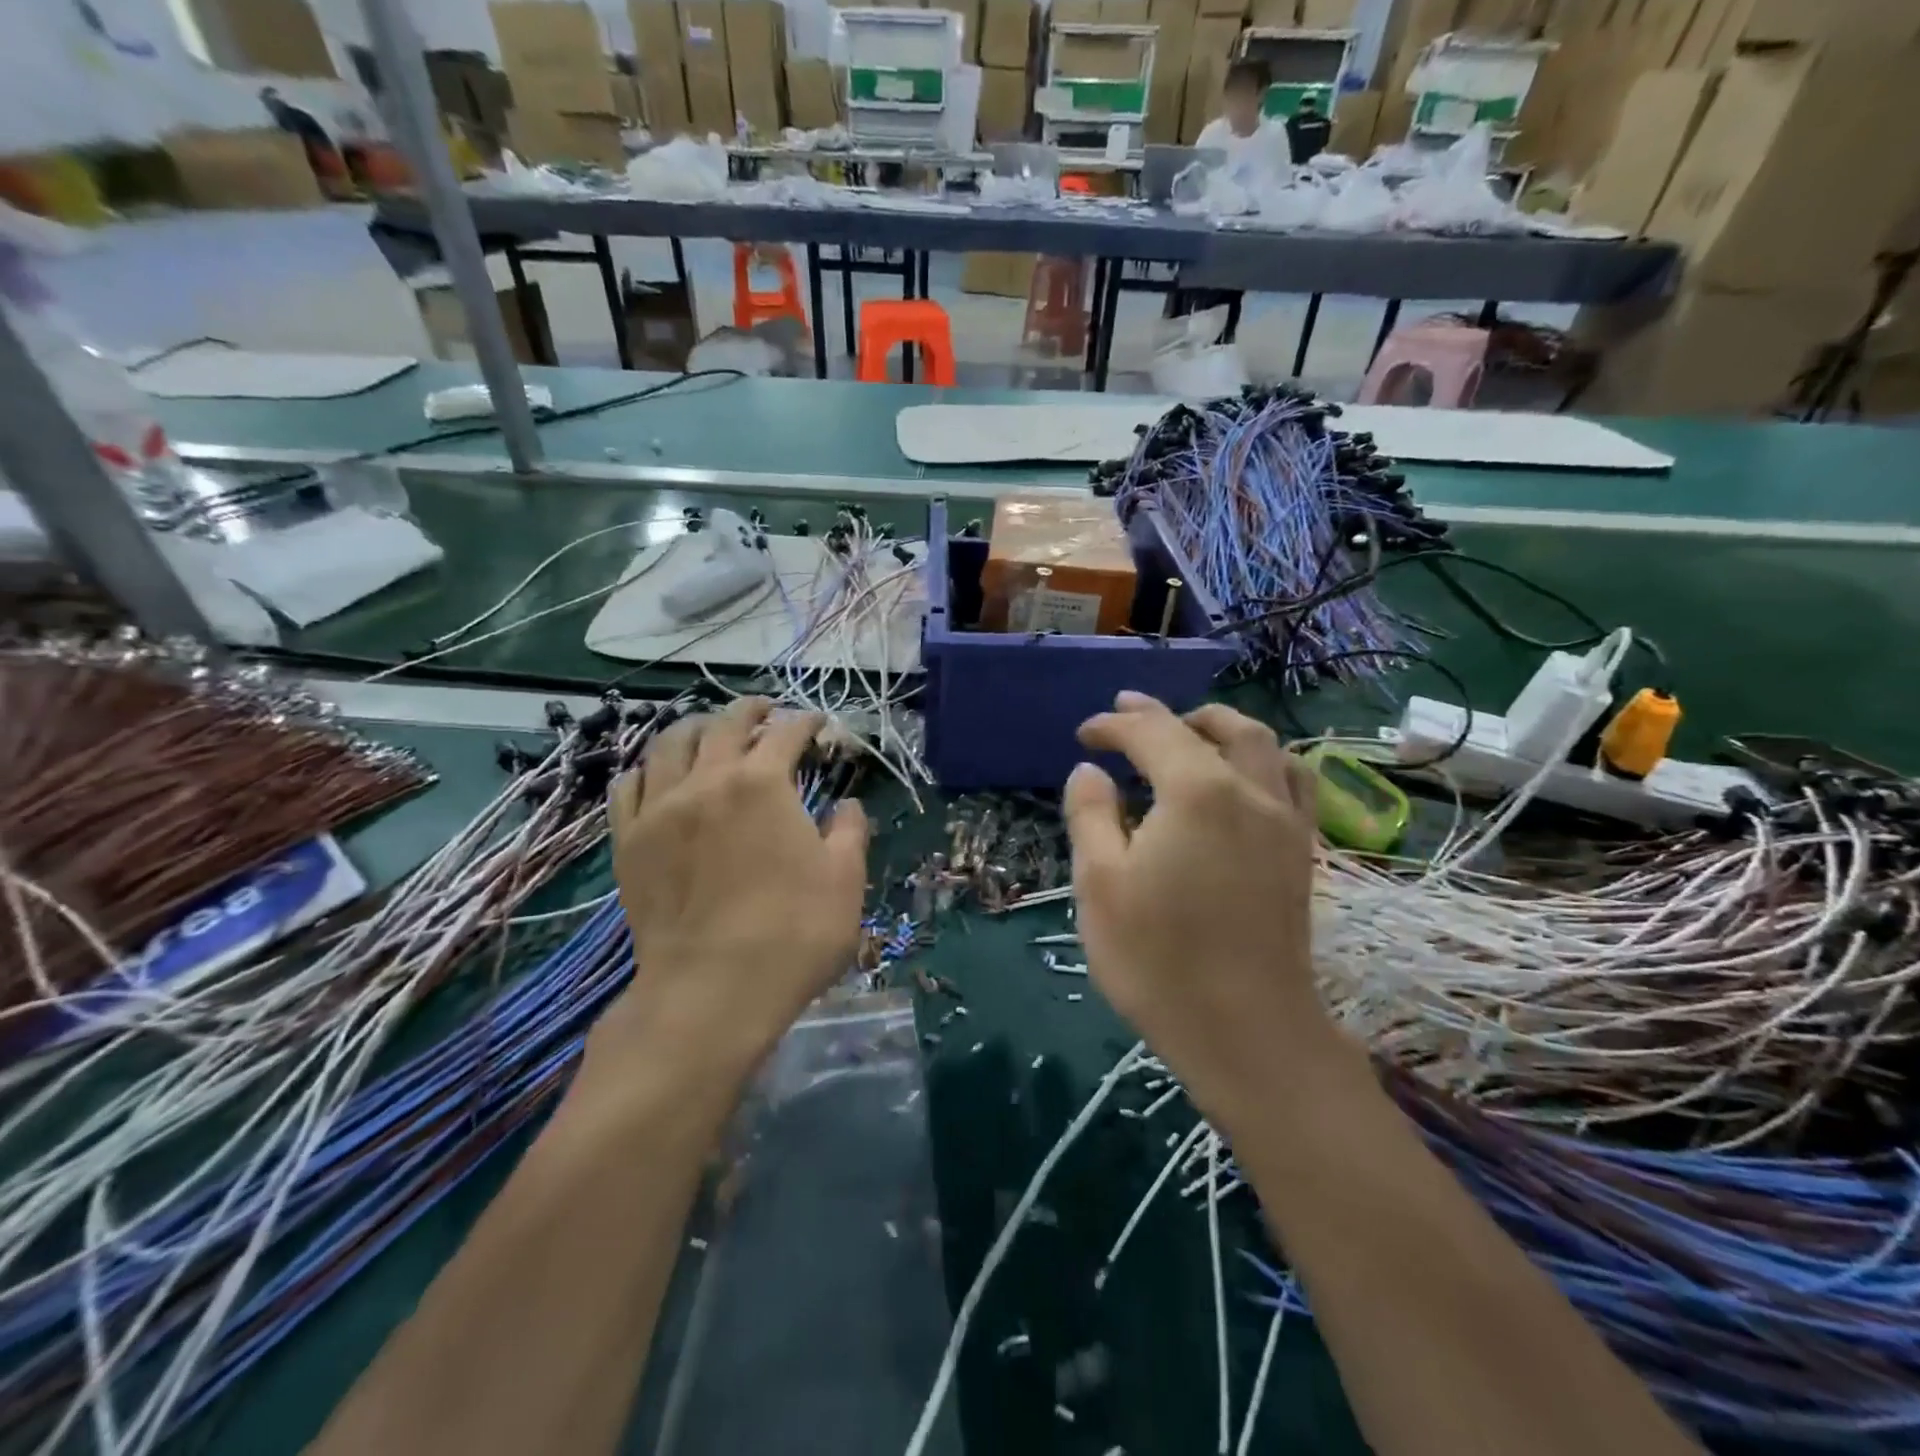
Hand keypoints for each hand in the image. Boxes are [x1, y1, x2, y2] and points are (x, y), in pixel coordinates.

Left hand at [592, 698, 868, 1087]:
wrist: (710, 992)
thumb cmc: (791, 934)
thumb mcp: (845, 881)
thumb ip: (849, 831)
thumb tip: (847, 806)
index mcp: (763, 783)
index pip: (786, 733)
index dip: (806, 721)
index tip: (818, 723)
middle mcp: (706, 780)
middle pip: (724, 725)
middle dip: (750, 710)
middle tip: (765, 709)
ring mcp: (660, 809)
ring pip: (669, 744)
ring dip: (696, 728)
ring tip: (710, 731)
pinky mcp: (628, 841)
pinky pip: (629, 785)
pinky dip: (648, 768)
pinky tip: (659, 774)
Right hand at [1065, 693, 1337, 1123]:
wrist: (1247, 1033)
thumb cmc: (1158, 960)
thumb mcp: (1099, 885)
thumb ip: (1091, 815)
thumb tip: (1090, 771)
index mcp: (1196, 791)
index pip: (1152, 733)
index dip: (1114, 726)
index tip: (1084, 735)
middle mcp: (1249, 790)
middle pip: (1212, 727)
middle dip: (1166, 714)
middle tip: (1128, 714)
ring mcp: (1285, 821)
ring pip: (1263, 745)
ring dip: (1221, 726)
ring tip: (1189, 731)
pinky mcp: (1301, 852)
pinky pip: (1293, 780)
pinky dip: (1264, 760)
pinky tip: (1247, 776)